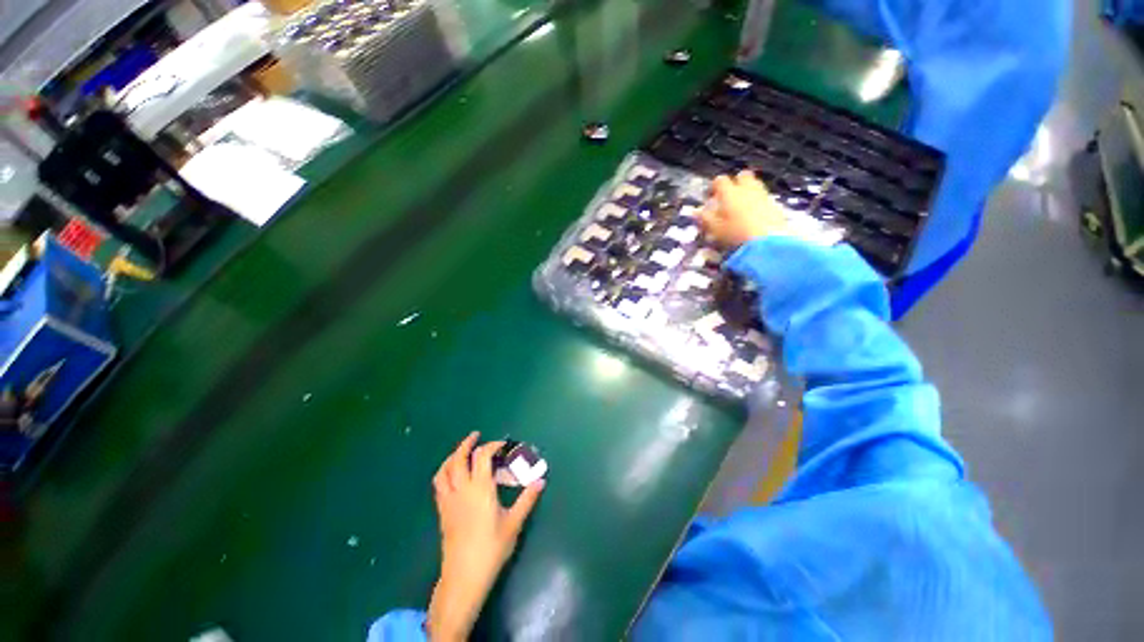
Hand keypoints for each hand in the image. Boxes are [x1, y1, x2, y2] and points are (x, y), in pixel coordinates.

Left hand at [427, 432, 544, 640]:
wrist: (464, 576)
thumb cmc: (491, 548)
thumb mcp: (513, 523)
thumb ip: (527, 500)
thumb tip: (541, 481)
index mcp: (480, 489)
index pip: (482, 456)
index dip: (492, 445)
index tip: (503, 444)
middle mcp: (461, 489)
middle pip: (458, 458)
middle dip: (467, 443)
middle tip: (476, 435)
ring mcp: (449, 500)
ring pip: (444, 470)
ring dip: (453, 456)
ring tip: (462, 451)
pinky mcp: (442, 511)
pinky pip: (439, 483)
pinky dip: (446, 471)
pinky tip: (454, 475)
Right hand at [700, 170, 787, 248]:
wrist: (768, 241)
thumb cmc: (735, 234)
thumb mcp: (715, 229)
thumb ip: (705, 218)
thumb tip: (696, 211)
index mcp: (730, 193)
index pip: (720, 180)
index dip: (714, 187)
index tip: (710, 196)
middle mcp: (747, 189)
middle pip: (742, 176)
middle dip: (735, 183)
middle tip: (728, 197)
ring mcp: (763, 195)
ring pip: (755, 185)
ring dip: (747, 191)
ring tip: (741, 206)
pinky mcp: (775, 205)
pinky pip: (764, 197)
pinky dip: (757, 201)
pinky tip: (754, 215)